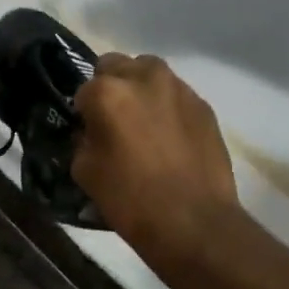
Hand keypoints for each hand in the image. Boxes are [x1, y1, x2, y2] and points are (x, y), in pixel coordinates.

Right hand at [72, 54, 240, 266]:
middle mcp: (144, 78)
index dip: (83, 112)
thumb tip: (91, 132)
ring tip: (145, 125)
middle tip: (115, 120)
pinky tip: (170, 139)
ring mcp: (179, 89)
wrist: (194, 222)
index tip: (88, 132)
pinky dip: (168, 108)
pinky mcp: (204, 106)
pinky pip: (176, 96)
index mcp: (108, 92)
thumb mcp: (85, 172)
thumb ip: (83, 140)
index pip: (83, 90)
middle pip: (117, 66)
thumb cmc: (131, 199)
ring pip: (150, 74)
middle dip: (112, 87)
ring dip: (142, 91)